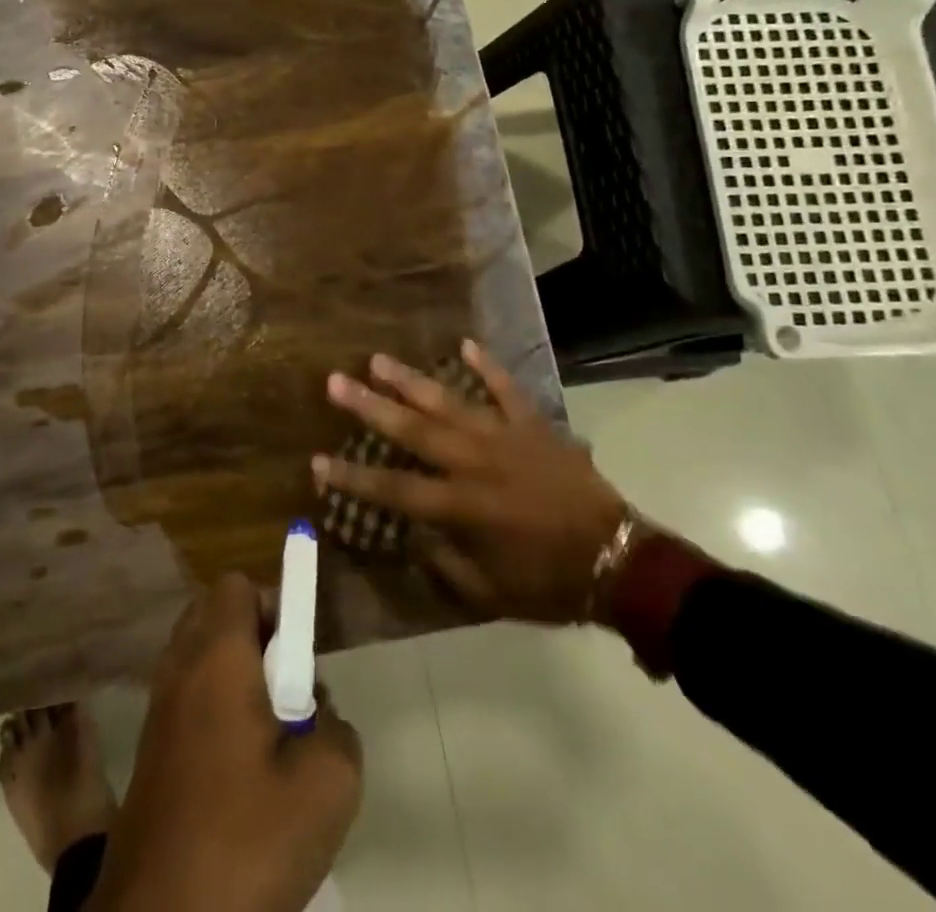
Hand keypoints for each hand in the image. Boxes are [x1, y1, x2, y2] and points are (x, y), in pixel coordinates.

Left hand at [92, 574, 362, 911]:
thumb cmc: (243, 839)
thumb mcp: (326, 785)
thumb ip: (338, 730)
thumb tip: (319, 716)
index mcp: (216, 655)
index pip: (238, 585)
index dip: (275, 604)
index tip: (300, 655)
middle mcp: (180, 666)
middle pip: (216, 613)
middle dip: (258, 637)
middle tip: (289, 692)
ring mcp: (159, 706)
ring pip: (203, 656)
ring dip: (239, 676)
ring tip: (272, 736)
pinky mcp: (152, 747)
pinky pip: (190, 696)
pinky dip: (217, 709)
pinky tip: (243, 771)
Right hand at [315, 340, 630, 624]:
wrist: (619, 563)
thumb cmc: (549, 583)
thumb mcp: (489, 591)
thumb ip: (445, 561)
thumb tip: (414, 533)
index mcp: (461, 506)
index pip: (393, 489)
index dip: (352, 477)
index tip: (316, 461)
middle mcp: (474, 463)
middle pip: (412, 431)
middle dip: (370, 407)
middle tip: (335, 382)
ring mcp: (504, 438)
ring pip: (449, 402)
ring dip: (411, 381)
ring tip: (378, 359)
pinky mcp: (534, 425)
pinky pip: (507, 390)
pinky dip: (488, 367)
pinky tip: (465, 343)